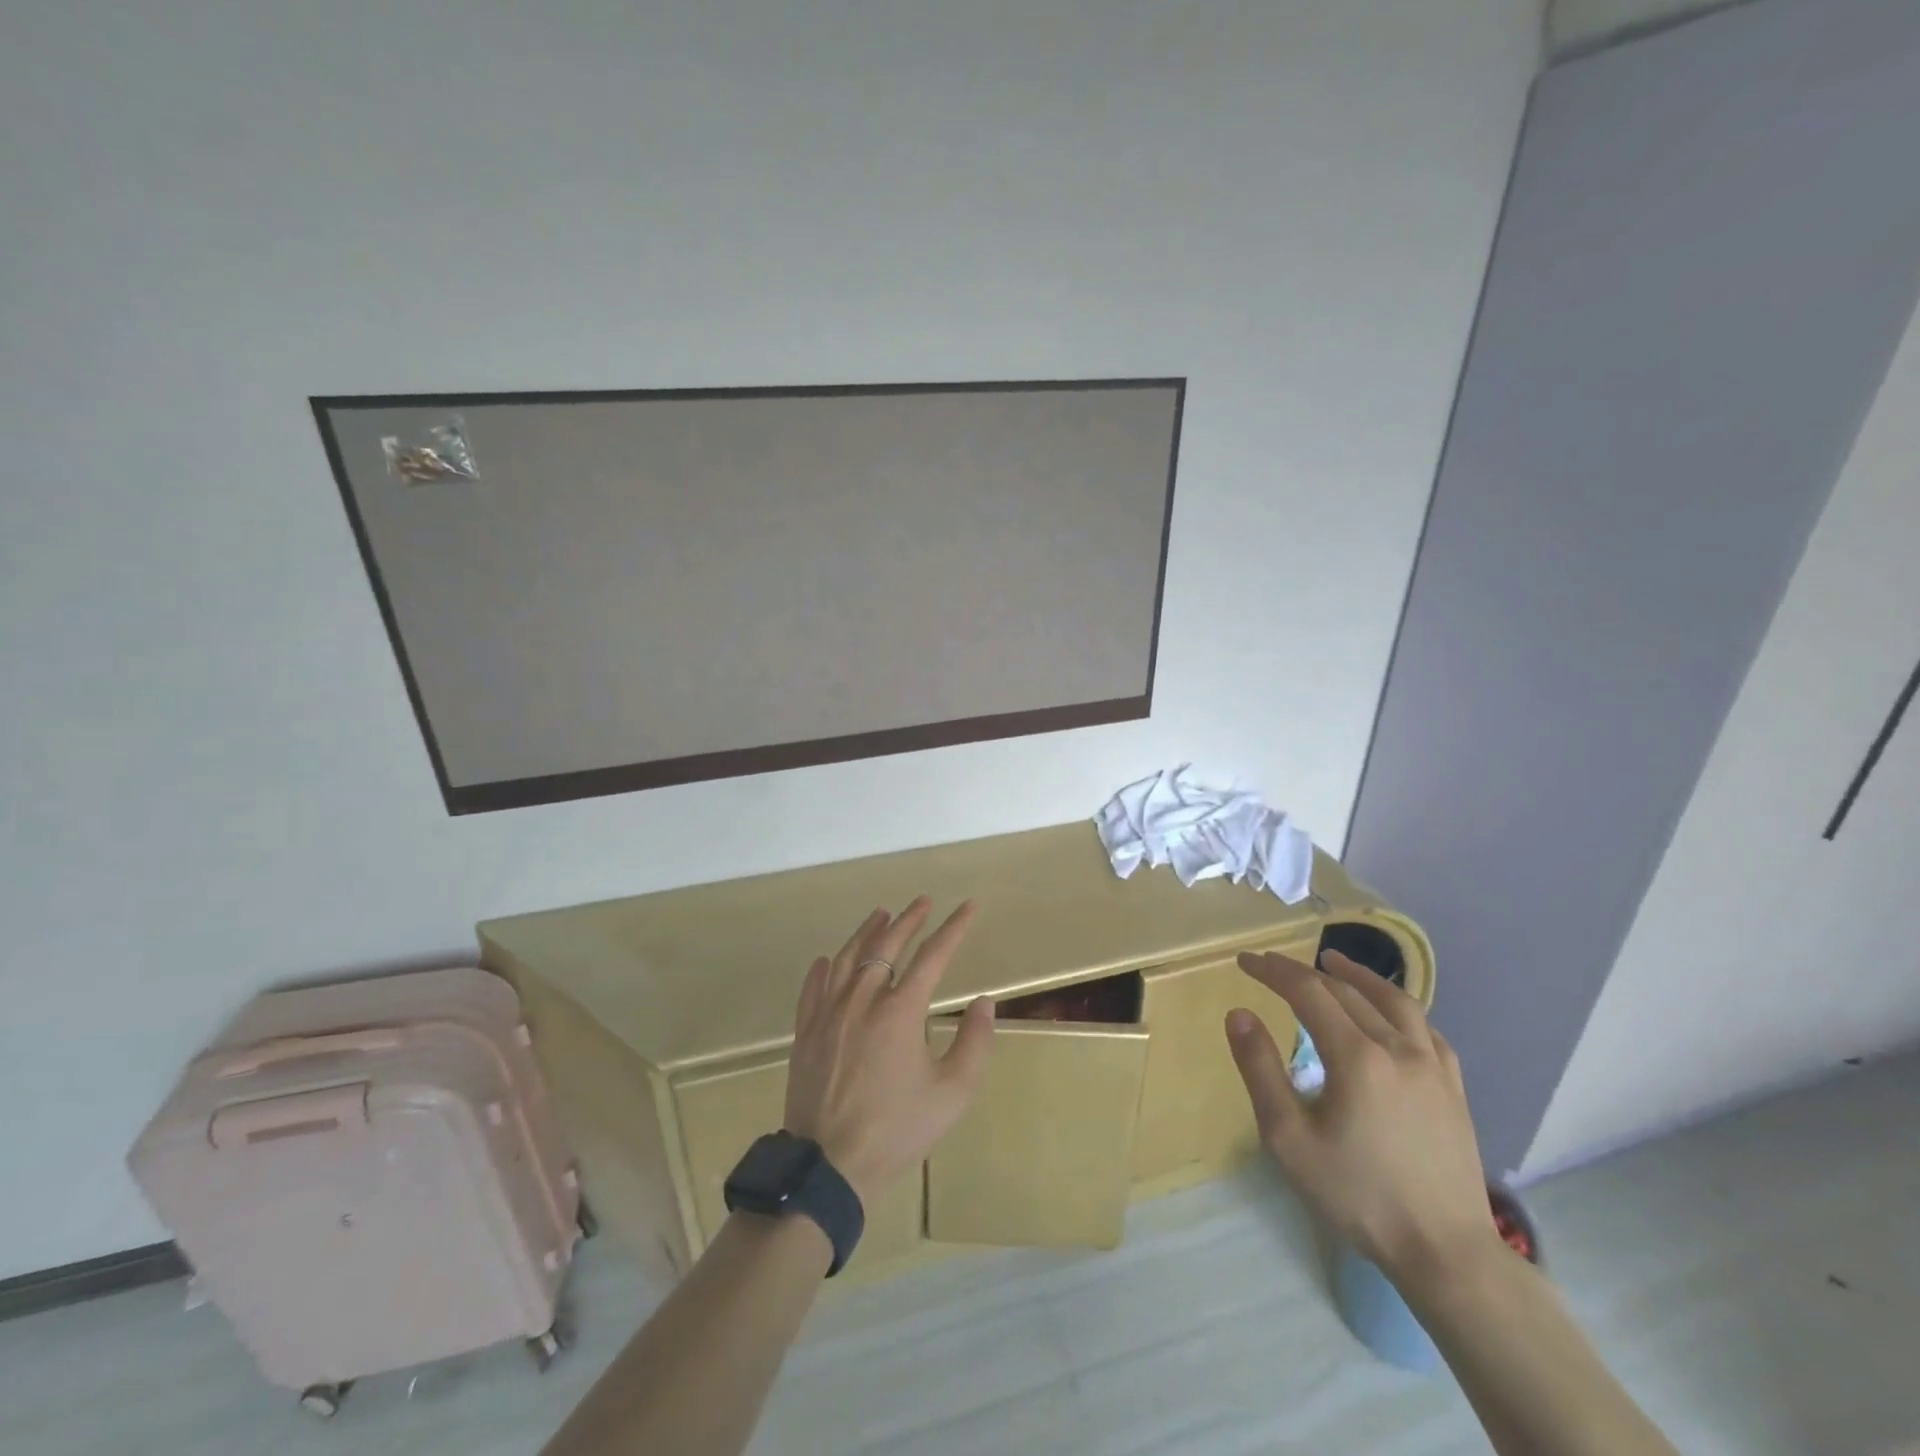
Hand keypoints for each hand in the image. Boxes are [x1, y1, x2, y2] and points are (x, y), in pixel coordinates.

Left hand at [783, 898, 994, 1206]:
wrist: (829, 1167)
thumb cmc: (897, 1130)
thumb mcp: (951, 1093)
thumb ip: (974, 1042)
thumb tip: (984, 1002)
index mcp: (900, 1011)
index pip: (933, 956)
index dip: (954, 928)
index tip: (969, 906)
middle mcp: (863, 1000)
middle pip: (887, 945)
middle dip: (909, 919)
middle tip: (923, 901)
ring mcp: (829, 1013)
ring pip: (848, 958)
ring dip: (867, 932)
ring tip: (881, 914)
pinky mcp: (806, 1032)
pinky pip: (813, 988)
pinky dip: (823, 967)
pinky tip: (828, 958)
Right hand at [1224, 949, 1496, 1289]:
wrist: (1445, 1252)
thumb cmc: (1357, 1195)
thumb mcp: (1289, 1138)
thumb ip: (1261, 1070)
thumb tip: (1238, 1014)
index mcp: (1356, 1057)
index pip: (1307, 991)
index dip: (1273, 971)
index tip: (1246, 961)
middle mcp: (1398, 1047)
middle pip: (1345, 991)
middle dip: (1302, 971)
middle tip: (1271, 965)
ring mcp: (1433, 1066)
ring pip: (1393, 1000)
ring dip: (1357, 975)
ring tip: (1332, 961)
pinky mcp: (1453, 1087)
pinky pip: (1425, 1028)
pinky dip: (1397, 1007)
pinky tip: (1389, 1012)